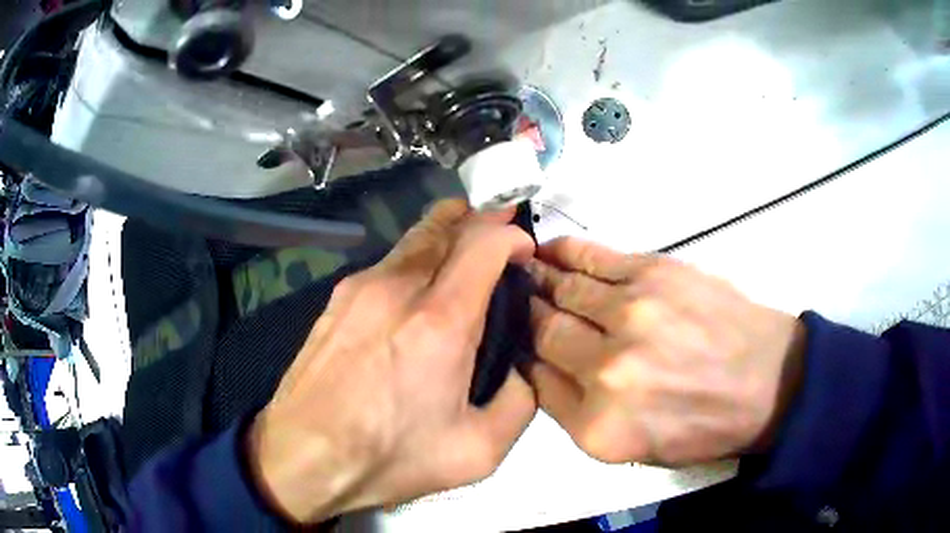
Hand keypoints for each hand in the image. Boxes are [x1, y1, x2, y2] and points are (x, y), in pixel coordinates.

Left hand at [247, 200, 536, 522]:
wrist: (302, 458)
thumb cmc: (388, 459)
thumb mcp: (477, 452)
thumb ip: (519, 402)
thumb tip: (521, 368)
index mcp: (440, 322)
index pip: (484, 243)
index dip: (512, 235)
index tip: (524, 252)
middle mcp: (398, 288)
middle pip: (446, 225)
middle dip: (481, 218)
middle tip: (502, 227)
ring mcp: (360, 288)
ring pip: (414, 238)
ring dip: (447, 231)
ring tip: (465, 242)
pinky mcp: (336, 299)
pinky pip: (387, 263)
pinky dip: (415, 258)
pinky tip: (418, 284)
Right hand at [527, 237, 805, 465]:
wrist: (767, 384)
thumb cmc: (703, 426)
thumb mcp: (634, 448)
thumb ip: (578, 413)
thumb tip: (540, 365)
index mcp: (599, 425)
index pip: (535, 381)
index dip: (520, 356)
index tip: (512, 339)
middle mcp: (607, 370)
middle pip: (543, 332)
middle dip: (522, 315)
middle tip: (506, 299)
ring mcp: (632, 315)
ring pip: (563, 291)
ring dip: (536, 279)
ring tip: (521, 270)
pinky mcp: (655, 274)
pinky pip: (593, 258)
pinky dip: (565, 252)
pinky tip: (547, 250)